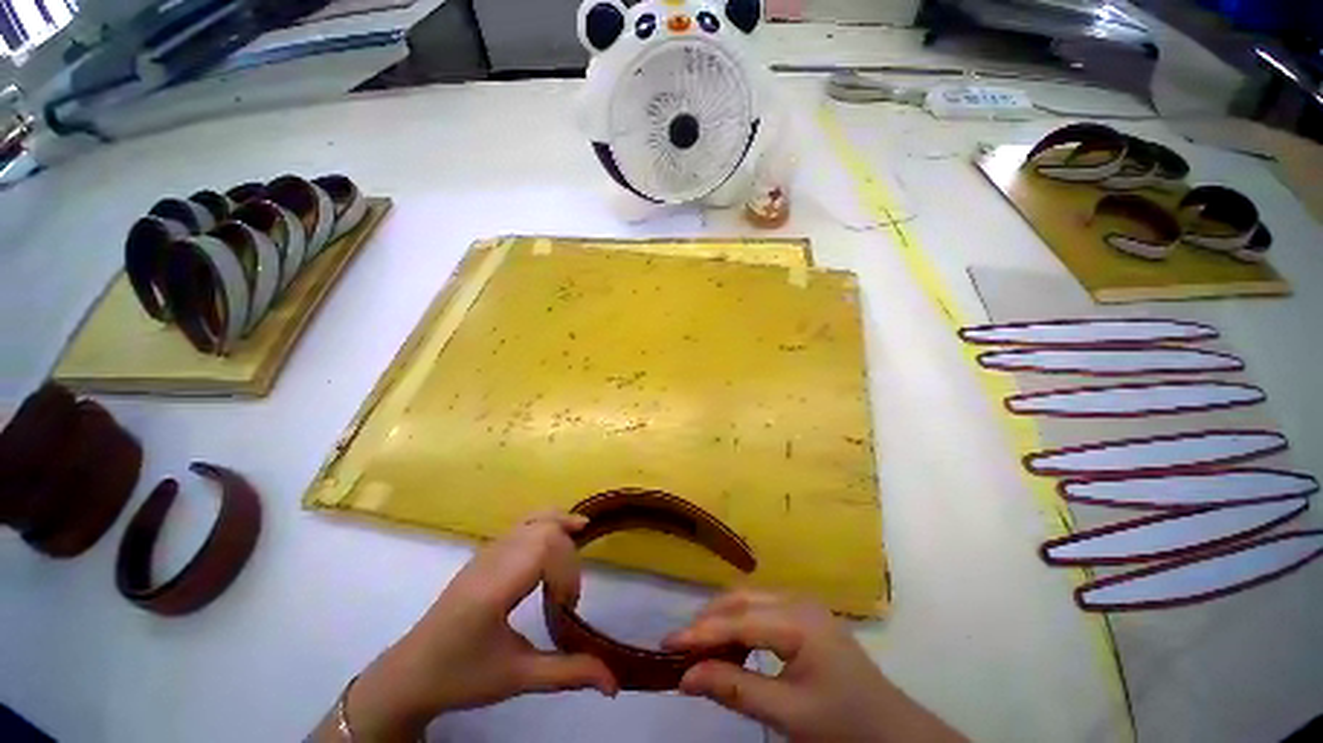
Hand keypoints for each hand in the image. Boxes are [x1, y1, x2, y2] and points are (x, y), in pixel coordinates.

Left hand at [329, 512, 616, 740]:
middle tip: (571, 589)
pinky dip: (546, 523)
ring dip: (560, 525)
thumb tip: (615, 683)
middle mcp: (491, 561)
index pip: (544, 548)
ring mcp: (485, 553)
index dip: (568, 570)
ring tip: (581, 533)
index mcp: (494, 589)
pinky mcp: (484, 554)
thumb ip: (568, 675)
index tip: (568, 606)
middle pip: (543, 528)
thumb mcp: (517, 679)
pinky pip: (522, 525)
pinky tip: (556, 536)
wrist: (410, 676)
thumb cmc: (462, 677)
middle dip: (568, 549)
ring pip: (531, 519)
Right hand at [664, 591, 965, 742]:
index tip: (667, 644)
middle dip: (708, 620)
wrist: (894, 732)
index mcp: (798, 620)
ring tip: (698, 644)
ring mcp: (802, 605)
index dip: (701, 632)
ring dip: (721, 619)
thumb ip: (736, 690)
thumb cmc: (845, 725)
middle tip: (679, 646)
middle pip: (741, 600)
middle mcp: (798, 600)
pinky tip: (729, 643)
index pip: (739, 620)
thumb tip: (685, 678)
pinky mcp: (803, 616)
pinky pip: (761, 610)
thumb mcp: (789, 714)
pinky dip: (739, 623)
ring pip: (749, 601)